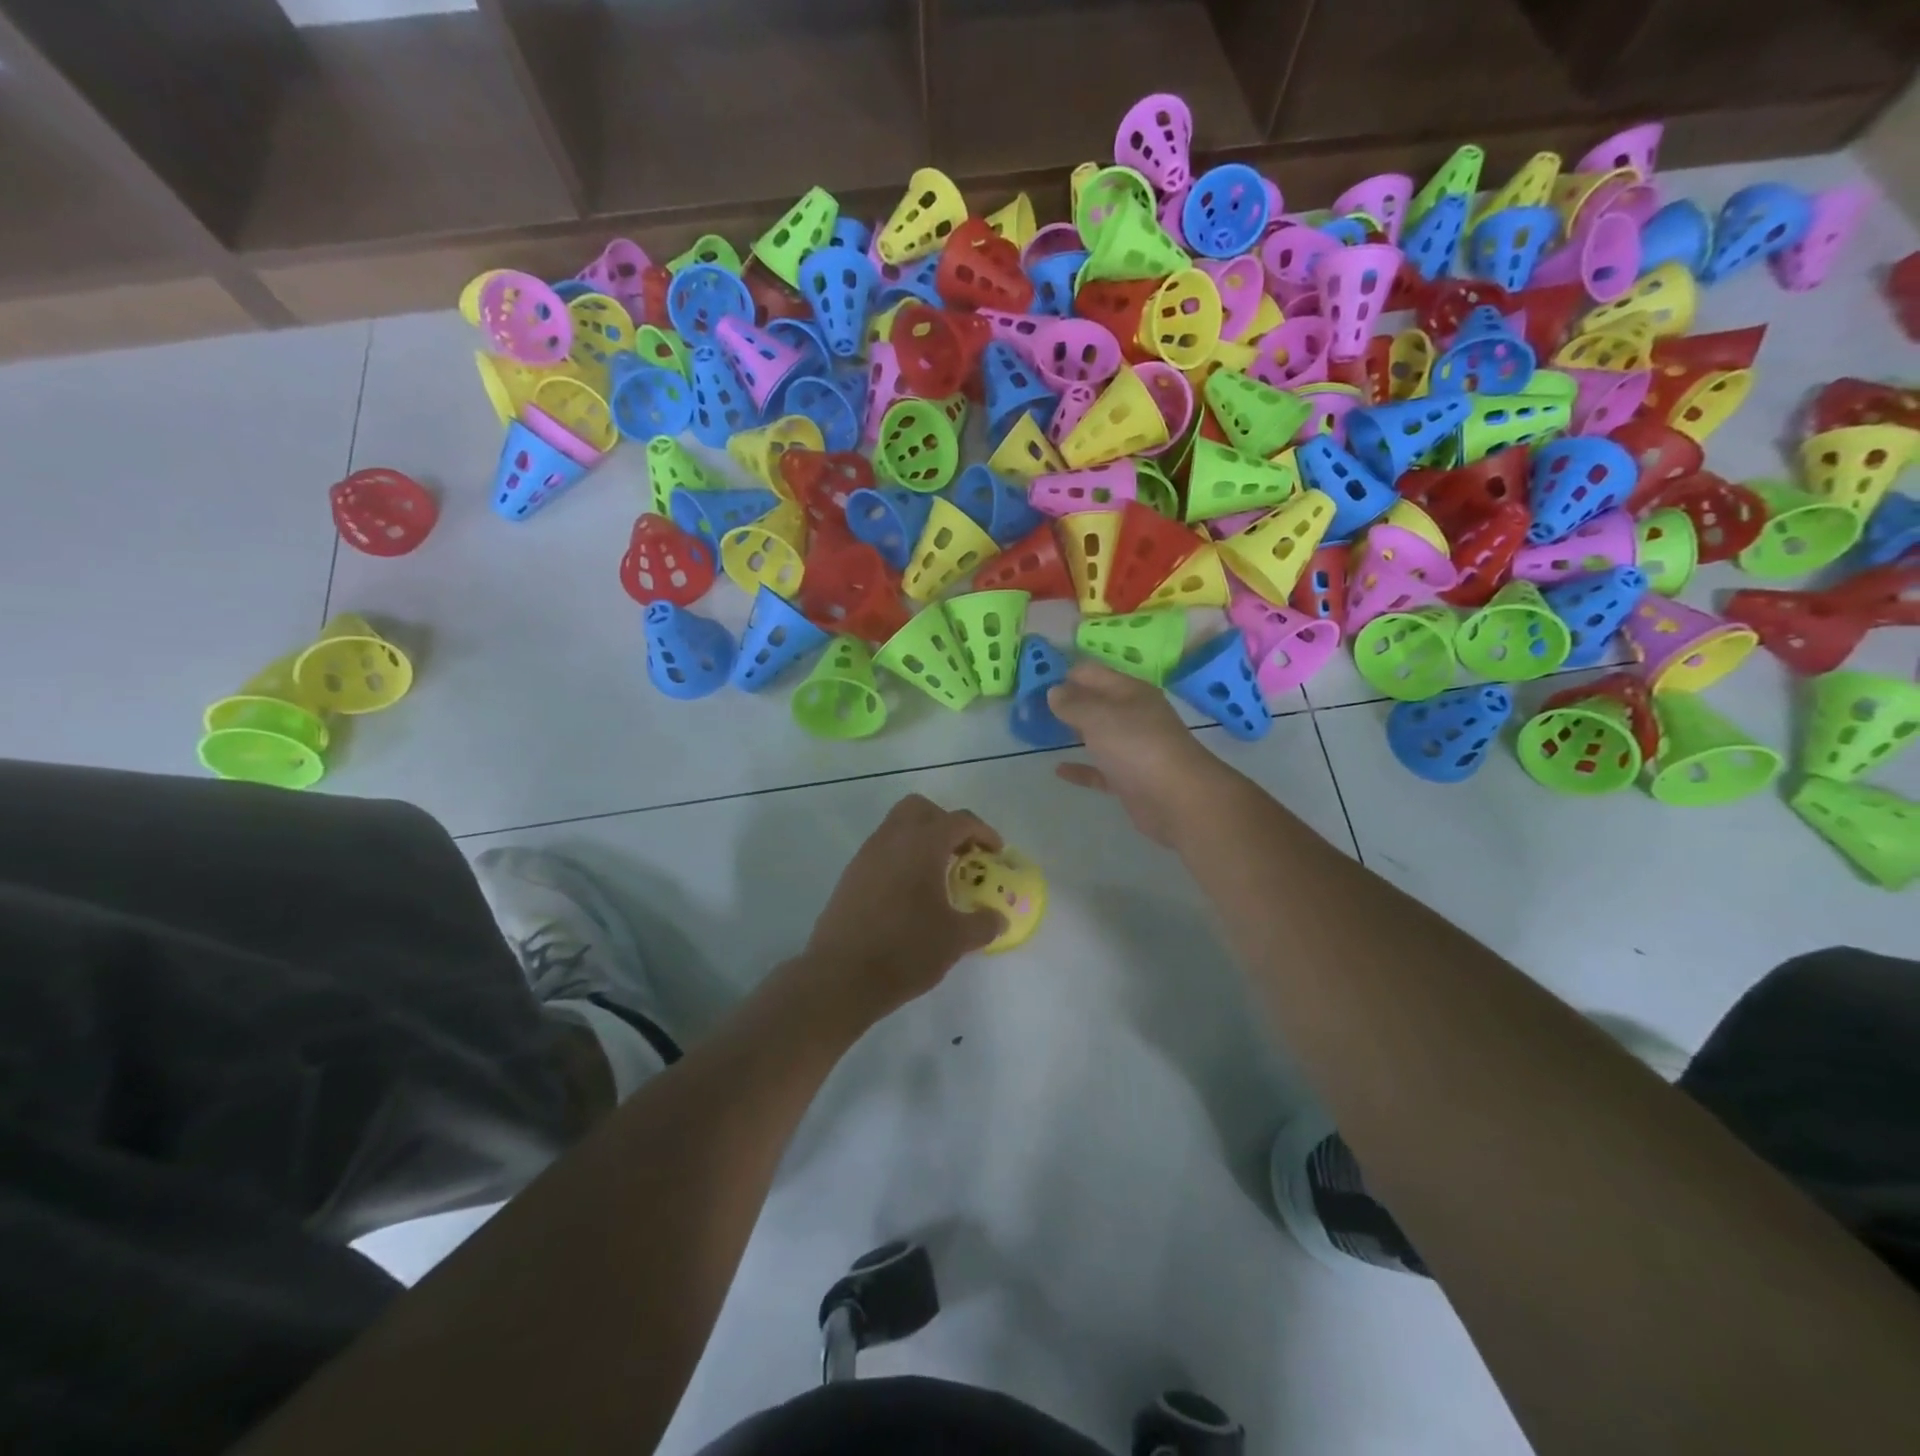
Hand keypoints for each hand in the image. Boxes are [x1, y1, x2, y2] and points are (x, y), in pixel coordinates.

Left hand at [802, 794, 1006, 1014]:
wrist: (841, 976)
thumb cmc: (905, 950)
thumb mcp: (955, 940)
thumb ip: (983, 924)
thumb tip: (998, 919)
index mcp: (923, 844)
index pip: (959, 821)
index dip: (983, 833)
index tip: (996, 854)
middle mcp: (892, 839)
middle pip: (921, 809)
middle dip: (945, 823)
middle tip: (961, 854)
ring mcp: (867, 855)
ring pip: (897, 827)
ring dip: (921, 840)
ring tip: (937, 876)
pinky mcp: (851, 875)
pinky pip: (882, 851)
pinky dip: (901, 858)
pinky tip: (910, 894)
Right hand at [1047, 661, 1229, 845]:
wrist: (1178, 800)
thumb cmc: (1137, 747)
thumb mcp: (1099, 716)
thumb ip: (1073, 703)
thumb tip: (1054, 691)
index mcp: (1130, 692)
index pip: (1092, 673)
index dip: (1065, 673)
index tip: (1034, 681)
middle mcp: (1134, 716)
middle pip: (1096, 702)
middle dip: (1067, 701)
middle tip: (1031, 706)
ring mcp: (1133, 749)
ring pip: (1098, 735)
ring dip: (1073, 732)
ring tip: (1040, 732)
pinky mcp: (1129, 779)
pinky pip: (1099, 770)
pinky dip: (1081, 768)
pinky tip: (1059, 770)